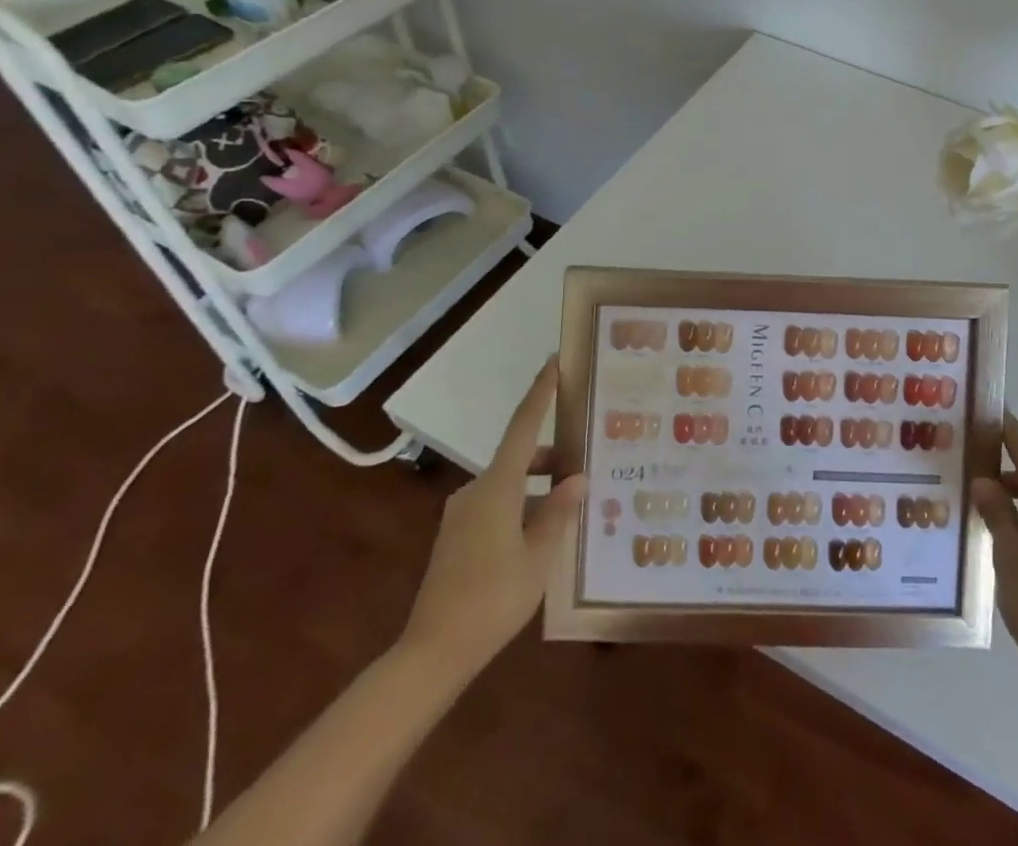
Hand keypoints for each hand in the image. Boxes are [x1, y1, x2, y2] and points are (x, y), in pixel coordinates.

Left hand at [398, 356, 585, 676]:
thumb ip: (559, 512)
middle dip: (552, 458)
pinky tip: (541, 535)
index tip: (553, 362)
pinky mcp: (455, 537)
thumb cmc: (492, 599)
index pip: (524, 427)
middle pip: (520, 458)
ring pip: (509, 485)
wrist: (431, 654)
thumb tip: (578, 477)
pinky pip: (496, 506)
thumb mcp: (538, 557)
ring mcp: (461, 515)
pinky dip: (521, 507)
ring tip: (570, 509)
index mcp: (498, 487)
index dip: (539, 393)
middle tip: (587, 465)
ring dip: (539, 488)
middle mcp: (476, 491)